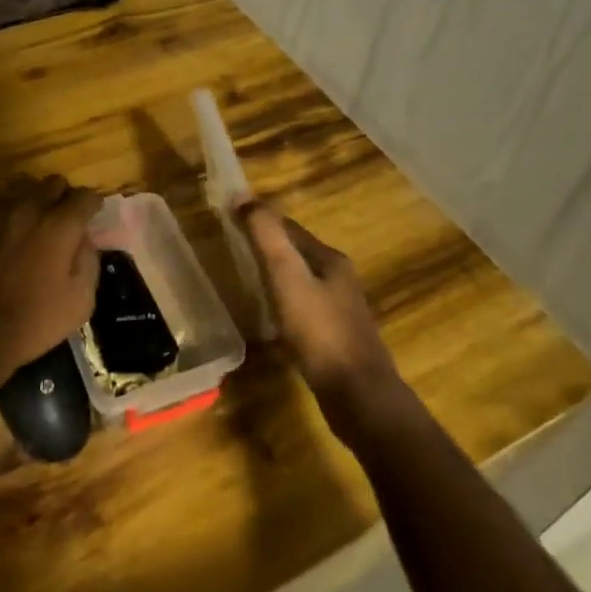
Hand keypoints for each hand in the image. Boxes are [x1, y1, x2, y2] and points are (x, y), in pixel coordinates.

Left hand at [0, 175, 100, 385]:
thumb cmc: (36, 319)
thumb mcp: (81, 298)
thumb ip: (89, 259)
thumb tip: (85, 239)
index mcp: (60, 224)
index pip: (85, 195)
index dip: (93, 205)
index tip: (93, 217)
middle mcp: (30, 208)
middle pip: (54, 183)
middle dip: (64, 196)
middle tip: (66, 219)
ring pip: (25, 189)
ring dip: (37, 202)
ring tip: (37, 226)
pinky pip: (1, 206)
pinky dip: (12, 215)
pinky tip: (11, 238)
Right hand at [234, 200, 400, 413]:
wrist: (359, 396)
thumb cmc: (320, 332)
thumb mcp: (287, 278)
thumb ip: (267, 237)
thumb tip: (242, 195)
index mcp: (330, 260)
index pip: (290, 228)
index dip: (261, 220)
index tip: (231, 219)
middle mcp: (340, 280)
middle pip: (298, 253)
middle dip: (269, 247)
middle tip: (234, 249)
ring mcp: (341, 311)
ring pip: (302, 282)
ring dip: (277, 276)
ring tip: (248, 280)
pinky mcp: (337, 339)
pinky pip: (305, 309)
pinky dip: (285, 304)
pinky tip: (271, 320)